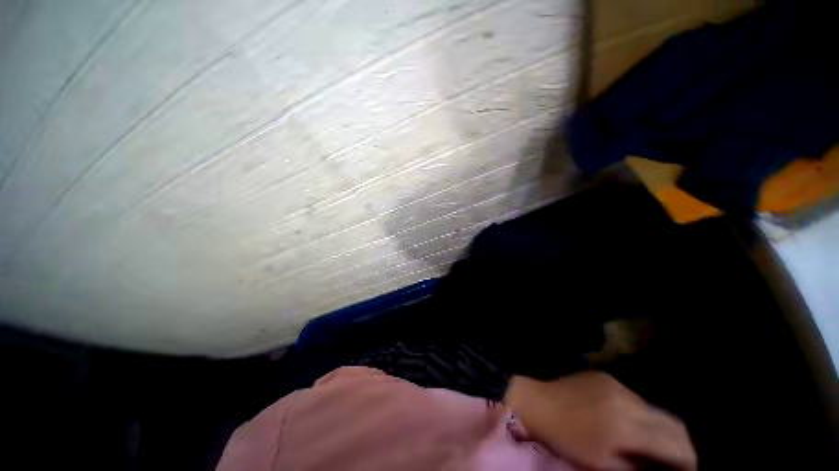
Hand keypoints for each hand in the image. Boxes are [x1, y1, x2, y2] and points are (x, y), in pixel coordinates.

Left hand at [505, 372, 696, 470]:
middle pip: (672, 423)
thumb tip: (662, 470)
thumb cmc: (565, 438)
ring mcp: (615, 384)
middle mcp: (627, 399)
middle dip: (681, 445)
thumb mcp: (601, 464)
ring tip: (653, 446)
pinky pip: (634, 398)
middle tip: (677, 463)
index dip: (689, 461)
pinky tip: (630, 425)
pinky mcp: (605, 376)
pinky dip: (641, 414)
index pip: (677, 443)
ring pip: (654, 409)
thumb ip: (637, 468)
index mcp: (627, 425)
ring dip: (660, 429)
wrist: (535, 400)